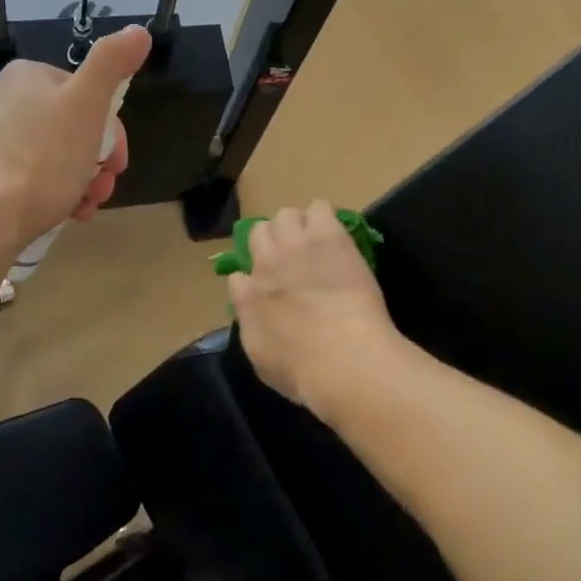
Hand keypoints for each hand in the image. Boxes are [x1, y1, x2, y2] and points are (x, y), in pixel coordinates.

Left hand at [0, 26, 151, 254]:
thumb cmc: (42, 160)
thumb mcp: (87, 105)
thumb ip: (112, 63)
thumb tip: (138, 31)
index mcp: (26, 76)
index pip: (86, 93)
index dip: (111, 130)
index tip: (117, 162)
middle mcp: (1, 98)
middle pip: (71, 126)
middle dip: (96, 159)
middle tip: (104, 188)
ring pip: (53, 153)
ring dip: (81, 179)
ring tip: (86, 206)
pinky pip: (28, 175)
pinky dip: (53, 191)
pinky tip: (64, 212)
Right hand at [227, 201, 411, 413]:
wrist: (342, 357)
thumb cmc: (304, 373)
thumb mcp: (263, 362)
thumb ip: (253, 328)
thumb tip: (250, 311)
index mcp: (248, 298)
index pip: (237, 277)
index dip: (252, 282)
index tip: (266, 292)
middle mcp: (265, 265)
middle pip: (258, 233)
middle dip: (272, 243)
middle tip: (292, 260)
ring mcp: (296, 246)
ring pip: (285, 214)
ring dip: (297, 226)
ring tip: (314, 242)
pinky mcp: (328, 236)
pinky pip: (319, 207)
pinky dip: (324, 218)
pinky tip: (335, 234)